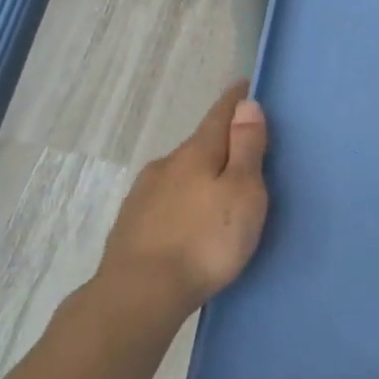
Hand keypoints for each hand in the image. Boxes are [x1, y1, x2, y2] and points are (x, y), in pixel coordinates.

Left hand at [98, 81, 268, 314]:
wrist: (140, 292)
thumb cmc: (204, 241)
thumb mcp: (242, 193)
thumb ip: (245, 148)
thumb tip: (246, 104)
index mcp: (196, 153)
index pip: (219, 115)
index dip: (235, 100)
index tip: (244, 86)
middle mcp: (166, 164)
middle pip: (199, 145)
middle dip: (220, 143)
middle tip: (242, 151)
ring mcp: (144, 194)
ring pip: (180, 173)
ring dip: (199, 174)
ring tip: (217, 192)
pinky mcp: (132, 223)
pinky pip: (166, 199)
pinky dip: (182, 200)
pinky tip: (188, 219)